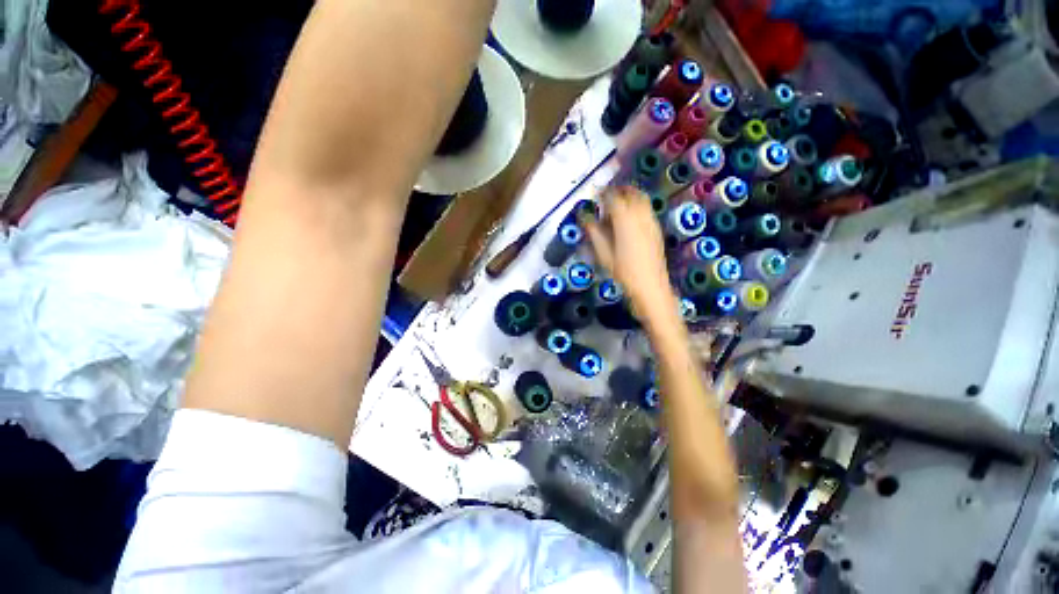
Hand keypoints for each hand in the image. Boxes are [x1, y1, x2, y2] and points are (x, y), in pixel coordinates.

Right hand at [580, 186, 674, 316]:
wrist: (650, 286)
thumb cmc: (623, 272)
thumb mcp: (604, 254)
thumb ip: (594, 233)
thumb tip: (585, 218)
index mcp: (625, 220)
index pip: (613, 198)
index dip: (603, 193)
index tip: (595, 194)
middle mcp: (640, 216)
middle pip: (631, 193)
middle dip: (618, 191)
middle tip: (607, 197)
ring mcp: (651, 221)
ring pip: (641, 199)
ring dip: (629, 197)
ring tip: (617, 206)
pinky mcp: (656, 229)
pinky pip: (646, 209)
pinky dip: (637, 206)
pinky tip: (629, 219)